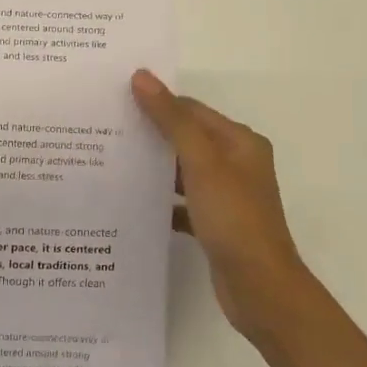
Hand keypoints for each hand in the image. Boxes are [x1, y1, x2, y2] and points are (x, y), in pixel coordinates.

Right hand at [131, 70, 316, 341]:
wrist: (260, 288)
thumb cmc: (234, 219)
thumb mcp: (202, 163)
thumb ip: (172, 120)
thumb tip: (142, 77)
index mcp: (240, 143)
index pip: (192, 110)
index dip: (157, 103)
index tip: (116, 101)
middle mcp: (236, 164)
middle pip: (187, 139)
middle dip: (151, 134)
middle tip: (105, 130)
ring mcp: (226, 196)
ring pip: (183, 172)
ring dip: (154, 168)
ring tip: (110, 162)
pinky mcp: (215, 224)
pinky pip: (182, 203)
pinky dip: (162, 201)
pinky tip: (132, 203)